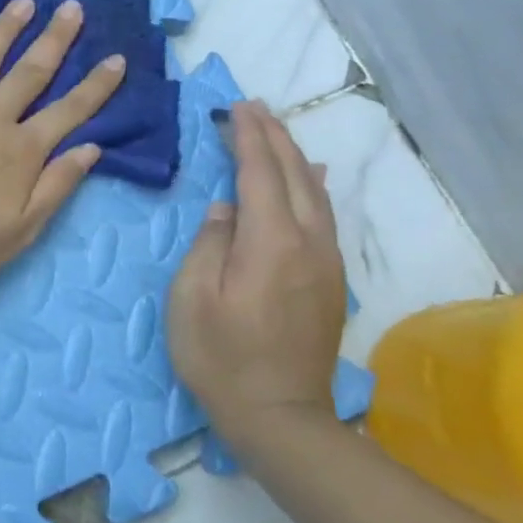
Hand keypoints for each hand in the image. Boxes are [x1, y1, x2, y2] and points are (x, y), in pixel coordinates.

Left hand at [0, 0, 126, 293]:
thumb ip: (57, 186)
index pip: (69, 111)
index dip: (96, 86)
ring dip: (4, 29)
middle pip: (29, 73)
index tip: (116, 58)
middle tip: (71, 7)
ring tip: (23, 2)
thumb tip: (91, 148)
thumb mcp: (21, 231)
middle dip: (54, 39)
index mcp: (21, 152)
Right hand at [167, 100, 346, 450]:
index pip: (260, 174)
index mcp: (270, 243)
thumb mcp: (192, 298)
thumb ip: (209, 244)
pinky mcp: (331, 280)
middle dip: (273, 137)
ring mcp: (326, 262)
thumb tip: (226, 209)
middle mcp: (308, 243)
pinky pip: (325, 216)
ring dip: (294, 156)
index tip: (237, 108)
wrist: (279, 414)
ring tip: (276, 130)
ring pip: (316, 193)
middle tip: (253, 108)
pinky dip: (314, 186)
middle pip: (294, 175)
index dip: (248, 138)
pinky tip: (312, 176)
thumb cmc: (220, 356)